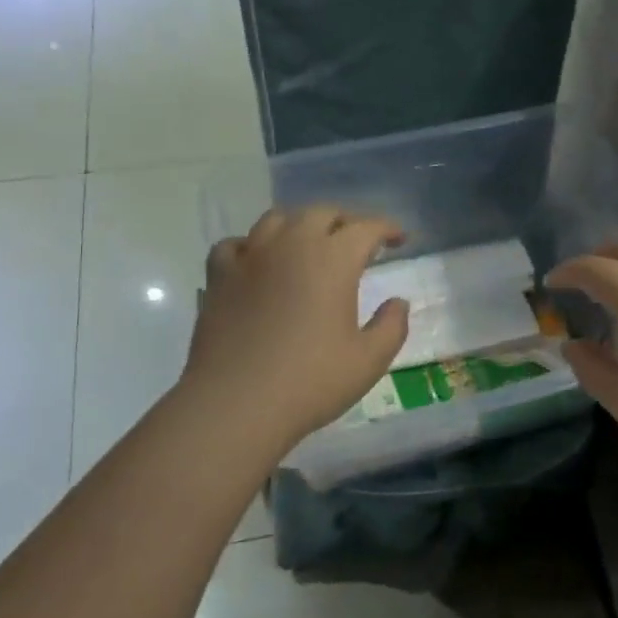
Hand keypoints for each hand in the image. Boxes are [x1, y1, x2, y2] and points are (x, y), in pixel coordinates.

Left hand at [183, 206, 410, 453]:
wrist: (236, 404)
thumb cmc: (310, 382)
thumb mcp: (368, 361)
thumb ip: (391, 326)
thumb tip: (398, 302)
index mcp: (333, 259)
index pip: (366, 227)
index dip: (387, 228)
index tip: (399, 239)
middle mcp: (291, 245)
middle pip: (322, 213)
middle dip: (345, 221)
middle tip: (357, 242)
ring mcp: (250, 257)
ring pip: (277, 219)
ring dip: (300, 225)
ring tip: (308, 244)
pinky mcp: (218, 277)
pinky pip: (235, 244)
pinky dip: (252, 246)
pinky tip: (257, 262)